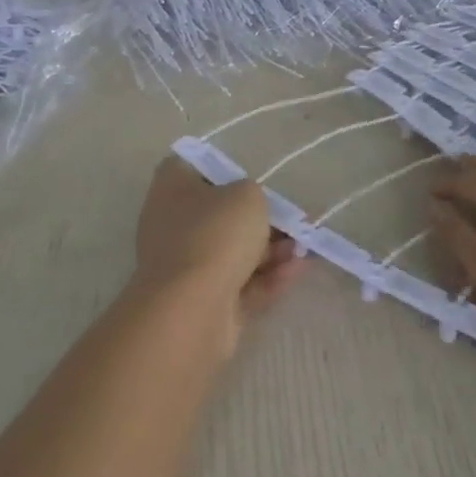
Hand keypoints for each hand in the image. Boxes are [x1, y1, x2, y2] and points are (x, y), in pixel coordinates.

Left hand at [131, 157, 302, 352]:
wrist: (191, 309)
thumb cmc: (215, 234)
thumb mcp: (247, 196)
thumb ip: (254, 194)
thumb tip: (249, 207)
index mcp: (172, 187)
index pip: (195, 167)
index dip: (226, 171)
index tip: (255, 180)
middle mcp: (172, 223)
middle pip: (220, 214)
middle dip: (260, 219)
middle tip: (294, 221)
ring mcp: (185, 265)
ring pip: (233, 252)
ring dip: (270, 250)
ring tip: (303, 249)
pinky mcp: (203, 301)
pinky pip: (240, 283)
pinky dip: (267, 277)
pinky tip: (298, 270)